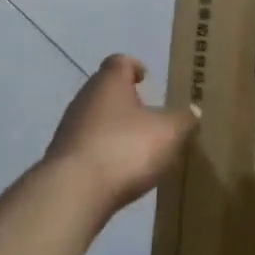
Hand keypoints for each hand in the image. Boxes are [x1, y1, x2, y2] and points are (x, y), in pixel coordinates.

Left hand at [45, 55, 197, 216]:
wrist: (72, 192)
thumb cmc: (124, 148)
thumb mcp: (169, 133)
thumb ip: (184, 120)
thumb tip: (192, 112)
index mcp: (109, 82)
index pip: (120, 62)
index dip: (134, 66)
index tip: (146, 78)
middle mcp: (84, 99)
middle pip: (106, 91)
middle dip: (127, 101)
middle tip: (150, 116)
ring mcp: (69, 129)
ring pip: (96, 120)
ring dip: (115, 129)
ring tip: (138, 148)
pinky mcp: (62, 159)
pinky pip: (88, 147)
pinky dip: (104, 154)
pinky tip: (120, 172)